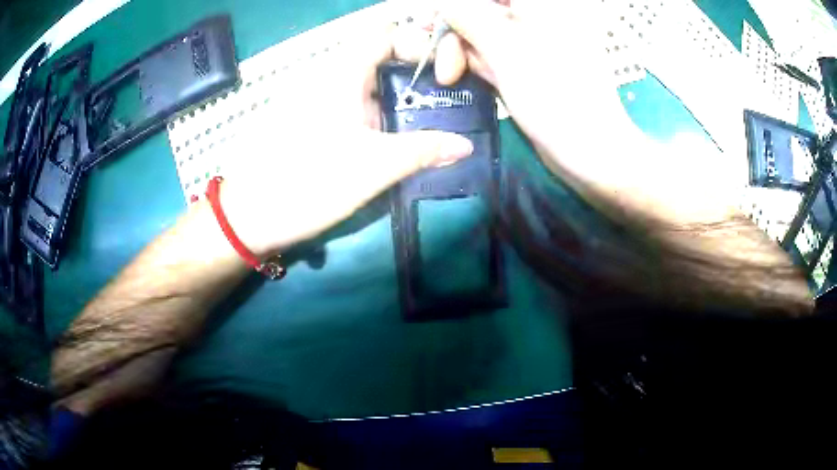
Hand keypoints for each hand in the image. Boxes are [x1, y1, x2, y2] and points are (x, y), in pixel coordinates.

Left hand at [217, 27, 473, 257]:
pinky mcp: (310, 122)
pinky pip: (352, 105)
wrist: (250, 217)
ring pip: (366, 85)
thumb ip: (422, 151)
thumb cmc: (308, 183)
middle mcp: (327, 78)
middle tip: (443, 102)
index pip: (385, 35)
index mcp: (340, 74)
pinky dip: (377, 115)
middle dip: (414, 76)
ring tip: (425, 124)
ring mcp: (316, 100)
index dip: (417, 45)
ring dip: (397, 99)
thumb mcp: (373, 167)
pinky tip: (392, 141)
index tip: (442, 73)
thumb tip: (464, 146)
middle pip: (379, 59)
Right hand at [424, 0, 740, 227]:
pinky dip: (484, 58)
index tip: (436, 36)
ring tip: (460, 77)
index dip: (454, 10)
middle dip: (456, 28)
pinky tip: (479, 80)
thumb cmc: (578, 115)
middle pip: (484, 7)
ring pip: (490, 23)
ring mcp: (549, 34)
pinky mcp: (548, 58)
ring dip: (467, 46)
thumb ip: (475, 19)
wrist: (621, 165)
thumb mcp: (517, 62)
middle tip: (447, 67)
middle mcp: (549, 12)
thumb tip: (445, 2)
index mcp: (545, 6)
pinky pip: (503, 45)